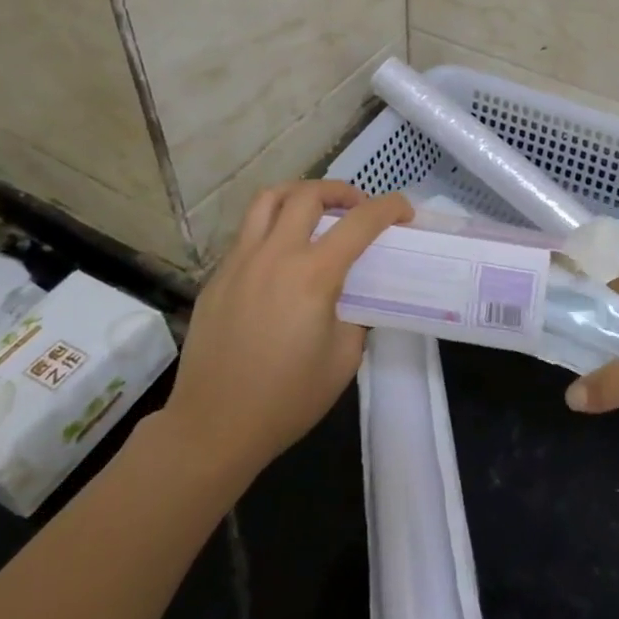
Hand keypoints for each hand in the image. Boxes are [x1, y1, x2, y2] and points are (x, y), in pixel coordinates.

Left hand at [163, 180, 411, 474]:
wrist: (213, 427)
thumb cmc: (287, 399)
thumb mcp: (344, 359)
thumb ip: (355, 316)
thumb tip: (351, 297)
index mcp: (313, 275)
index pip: (360, 222)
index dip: (389, 207)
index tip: (404, 211)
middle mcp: (275, 255)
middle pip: (309, 194)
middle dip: (342, 190)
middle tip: (356, 207)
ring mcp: (239, 262)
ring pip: (268, 199)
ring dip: (299, 194)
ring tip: (315, 211)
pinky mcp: (217, 277)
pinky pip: (247, 233)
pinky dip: (272, 227)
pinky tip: (282, 257)